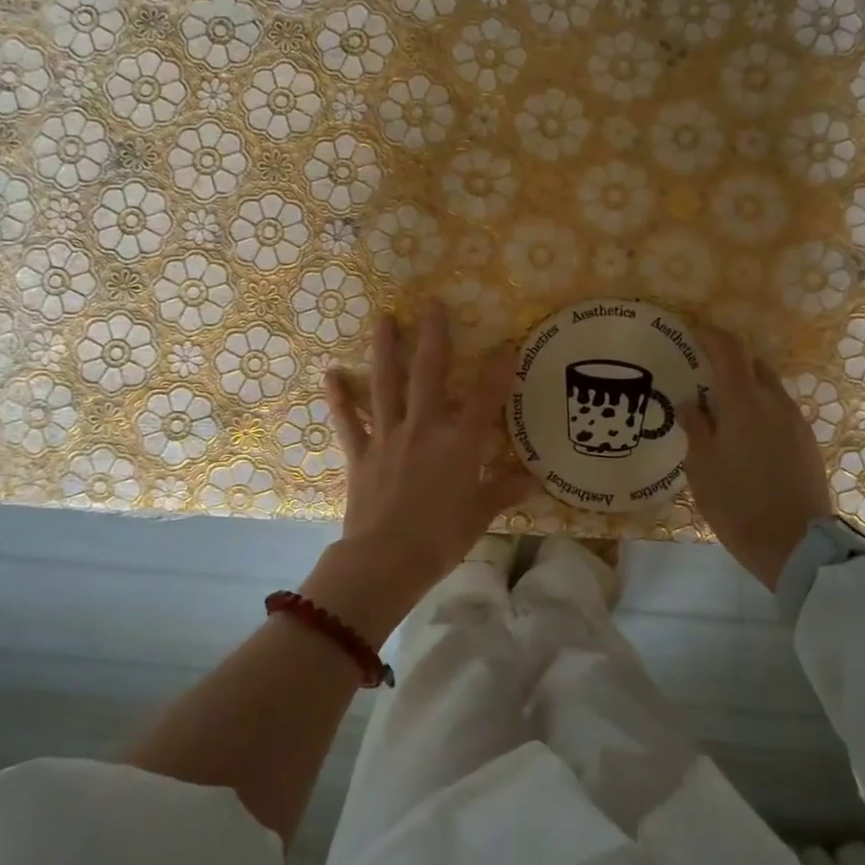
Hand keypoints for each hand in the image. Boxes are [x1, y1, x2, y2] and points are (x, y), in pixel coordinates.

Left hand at [312, 303, 533, 637]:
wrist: (385, 561)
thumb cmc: (441, 538)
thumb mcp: (480, 514)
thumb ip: (504, 490)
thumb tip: (534, 481)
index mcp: (459, 443)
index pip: (485, 396)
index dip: (499, 368)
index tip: (507, 343)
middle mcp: (424, 428)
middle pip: (429, 373)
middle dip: (433, 336)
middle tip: (431, 303)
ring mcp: (389, 437)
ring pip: (386, 385)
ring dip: (385, 349)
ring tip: (383, 318)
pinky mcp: (361, 454)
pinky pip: (349, 421)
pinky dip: (339, 399)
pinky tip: (330, 375)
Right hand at [675, 327, 832, 591]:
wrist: (796, 545)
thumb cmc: (738, 503)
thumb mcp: (702, 467)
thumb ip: (695, 428)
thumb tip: (690, 404)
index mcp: (745, 402)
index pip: (730, 351)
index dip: (712, 337)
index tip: (693, 334)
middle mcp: (775, 403)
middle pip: (754, 365)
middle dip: (729, 361)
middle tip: (702, 374)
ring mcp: (796, 423)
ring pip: (769, 389)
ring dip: (746, 388)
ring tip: (721, 409)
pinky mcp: (807, 443)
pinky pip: (780, 412)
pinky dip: (760, 410)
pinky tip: (745, 435)